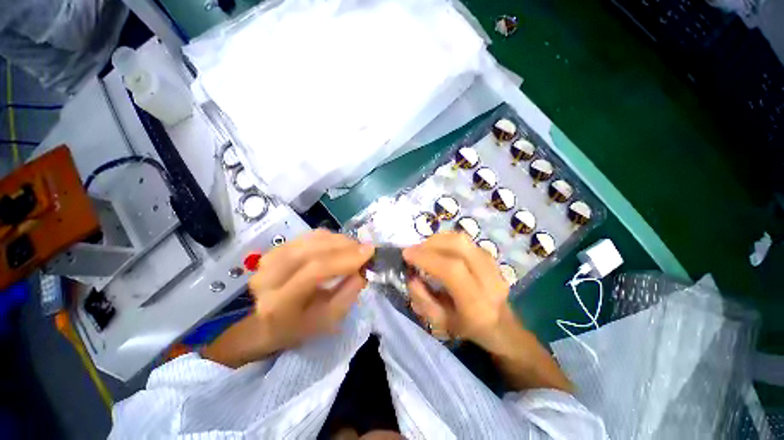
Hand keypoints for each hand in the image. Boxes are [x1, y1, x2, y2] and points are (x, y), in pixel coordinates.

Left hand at [251, 229, 374, 350]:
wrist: (267, 322)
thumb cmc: (300, 327)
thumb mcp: (329, 320)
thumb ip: (348, 294)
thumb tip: (362, 268)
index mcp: (279, 304)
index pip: (315, 271)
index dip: (345, 258)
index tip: (369, 252)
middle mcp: (268, 277)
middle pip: (312, 249)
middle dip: (345, 245)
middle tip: (364, 249)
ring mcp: (268, 260)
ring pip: (311, 239)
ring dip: (338, 240)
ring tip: (354, 248)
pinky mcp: (274, 249)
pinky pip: (307, 236)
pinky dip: (328, 237)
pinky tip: (338, 245)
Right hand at [402, 232, 513, 351]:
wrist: (501, 326)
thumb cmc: (467, 328)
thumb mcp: (439, 322)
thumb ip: (422, 298)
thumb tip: (411, 275)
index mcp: (476, 304)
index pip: (451, 270)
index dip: (426, 258)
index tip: (407, 254)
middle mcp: (489, 280)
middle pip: (459, 246)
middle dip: (431, 243)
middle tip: (415, 249)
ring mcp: (494, 266)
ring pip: (463, 239)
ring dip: (438, 239)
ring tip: (424, 248)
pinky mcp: (492, 257)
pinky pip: (466, 241)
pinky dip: (447, 240)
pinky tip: (438, 248)